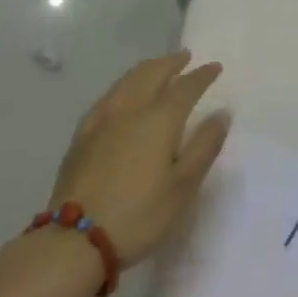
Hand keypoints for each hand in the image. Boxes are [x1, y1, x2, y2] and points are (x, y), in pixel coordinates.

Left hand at [47, 51, 230, 266]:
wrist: (75, 239)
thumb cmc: (139, 215)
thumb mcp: (183, 186)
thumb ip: (204, 146)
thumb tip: (222, 113)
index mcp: (159, 120)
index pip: (185, 87)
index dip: (202, 75)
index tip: (215, 67)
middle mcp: (130, 110)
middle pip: (152, 74)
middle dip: (171, 63)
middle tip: (185, 57)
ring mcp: (101, 120)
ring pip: (126, 81)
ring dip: (146, 69)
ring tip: (157, 68)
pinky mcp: (82, 136)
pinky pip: (107, 97)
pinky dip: (123, 87)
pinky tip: (121, 95)